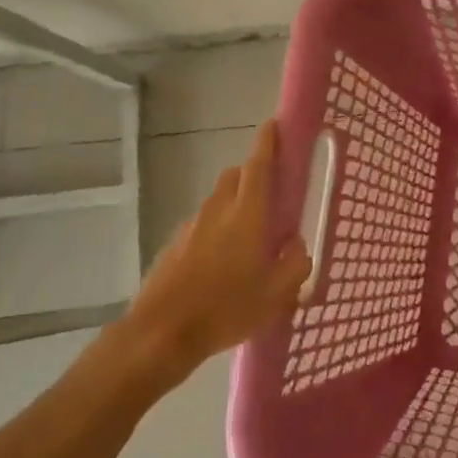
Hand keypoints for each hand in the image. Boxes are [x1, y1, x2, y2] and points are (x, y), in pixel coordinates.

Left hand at [124, 121, 311, 382]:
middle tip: (270, 196)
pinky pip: (202, 224)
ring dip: (234, 204)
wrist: (161, 333)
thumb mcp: (277, 296)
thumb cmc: (226, 309)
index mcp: (248, 215)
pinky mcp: (174, 245)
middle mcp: (219, 210)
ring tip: (248, 238)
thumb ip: (295, 265)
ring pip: (218, 200)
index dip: (267, 143)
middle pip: (236, 176)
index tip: (274, 125)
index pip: (259, 166)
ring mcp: (192, 226)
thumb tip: (297, 245)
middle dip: (253, 175)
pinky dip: (215, 229)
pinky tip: (221, 263)